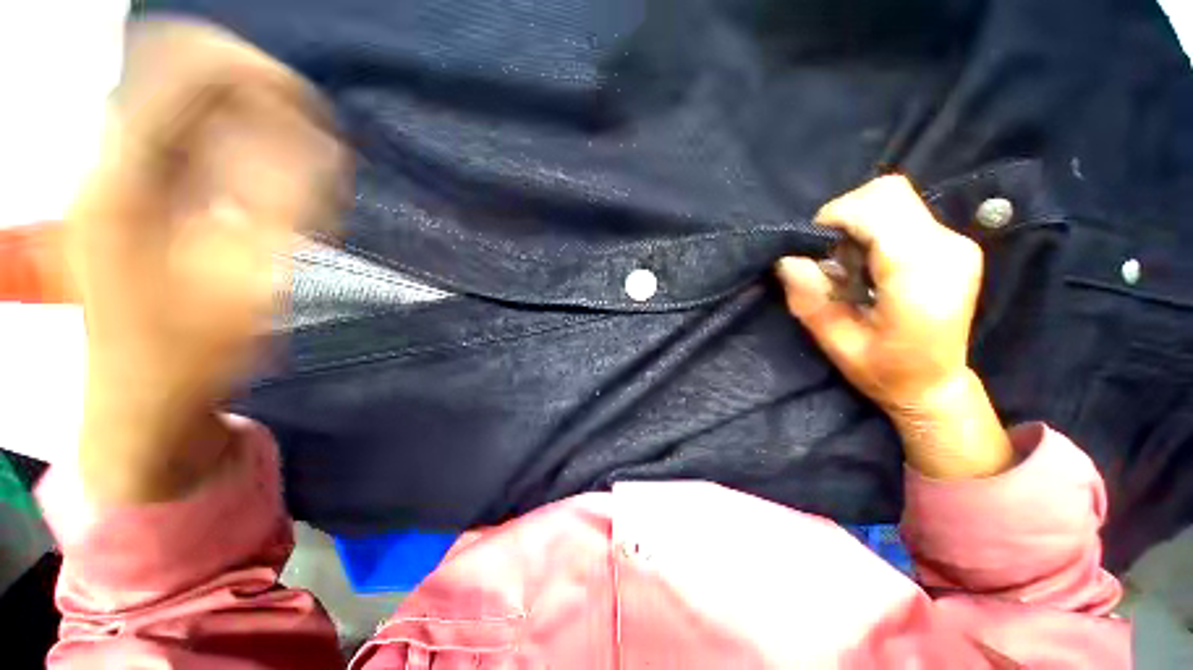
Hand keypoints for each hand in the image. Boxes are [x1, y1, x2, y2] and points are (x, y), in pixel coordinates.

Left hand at [67, 20, 348, 501]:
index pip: (189, 70)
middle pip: (175, 65)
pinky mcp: (121, 191)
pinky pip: (175, 128)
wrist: (137, 402)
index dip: (259, 74)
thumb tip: (319, 144)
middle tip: (305, 123)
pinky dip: (221, 128)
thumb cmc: (193, 356)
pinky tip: (256, 161)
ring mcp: (108, 174)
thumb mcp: (251, 282)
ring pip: (175, 92)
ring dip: (237, 103)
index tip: (315, 110)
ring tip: (289, 139)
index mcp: (128, 180)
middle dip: (249, 81)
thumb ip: (289, 205)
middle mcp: (107, 160)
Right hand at [777, 176, 1011, 478]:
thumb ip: (811, 299)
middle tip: (830, 257)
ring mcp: (955, 242)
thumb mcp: (836, 342)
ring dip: (857, 223)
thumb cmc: (884, 371)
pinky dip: (873, 228)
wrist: (936, 384)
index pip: (879, 207)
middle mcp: (947, 248)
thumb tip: (788, 260)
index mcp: (920, 275)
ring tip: (848, 265)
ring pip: (894, 198)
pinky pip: (903, 213)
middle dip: (845, 215)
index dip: (836, 217)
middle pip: (888, 192)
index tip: (815, 249)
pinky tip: (867, 263)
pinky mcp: (952, 243)